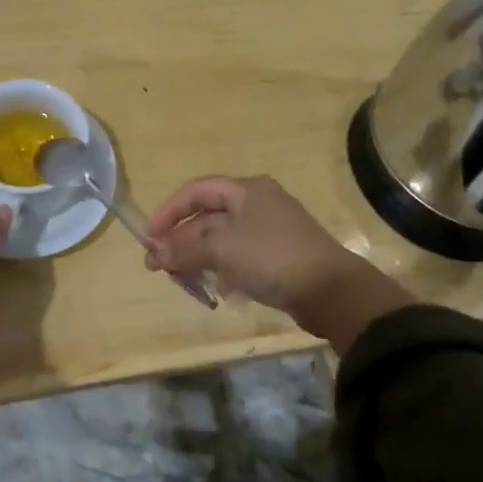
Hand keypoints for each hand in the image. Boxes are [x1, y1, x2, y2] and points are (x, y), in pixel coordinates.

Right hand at [144, 176, 366, 319]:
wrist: (332, 291)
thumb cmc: (272, 257)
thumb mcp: (222, 250)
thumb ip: (184, 249)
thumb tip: (153, 253)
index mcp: (246, 190)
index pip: (197, 190)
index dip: (170, 211)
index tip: (150, 237)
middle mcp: (258, 203)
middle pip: (209, 217)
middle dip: (182, 240)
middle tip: (160, 266)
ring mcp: (271, 230)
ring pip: (223, 240)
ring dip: (200, 258)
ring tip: (185, 282)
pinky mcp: (280, 257)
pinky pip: (241, 258)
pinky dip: (225, 270)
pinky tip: (221, 291)